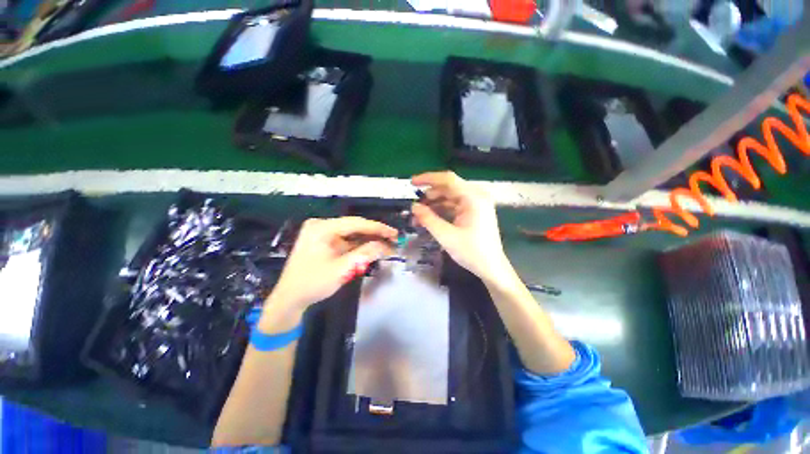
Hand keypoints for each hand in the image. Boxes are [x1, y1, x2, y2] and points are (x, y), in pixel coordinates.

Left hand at [264, 217, 396, 318]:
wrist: (290, 299)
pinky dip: (360, 247)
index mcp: (322, 228)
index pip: (356, 223)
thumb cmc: (312, 283)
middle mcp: (322, 226)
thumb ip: (364, 254)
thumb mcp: (341, 269)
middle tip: (394, 239)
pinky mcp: (325, 243)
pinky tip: (373, 250)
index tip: (394, 233)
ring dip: (369, 241)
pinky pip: (347, 241)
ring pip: (352, 234)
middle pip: (355, 227)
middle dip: (375, 235)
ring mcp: (323, 234)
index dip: (377, 228)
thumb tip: (384, 245)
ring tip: (387, 246)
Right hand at [411, 171, 511, 284]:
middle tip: (414, 206)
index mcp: (473, 198)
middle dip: (429, 196)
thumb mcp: (446, 236)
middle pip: (448, 188)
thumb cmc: (471, 252)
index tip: (412, 183)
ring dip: (433, 205)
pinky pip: (454, 206)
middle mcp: (476, 196)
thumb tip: (414, 206)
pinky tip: (429, 219)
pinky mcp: (473, 212)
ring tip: (418, 216)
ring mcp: (476, 204)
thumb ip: (428, 219)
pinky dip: (441, 211)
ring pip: (449, 197)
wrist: (491, 268)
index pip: (448, 179)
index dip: (428, 179)